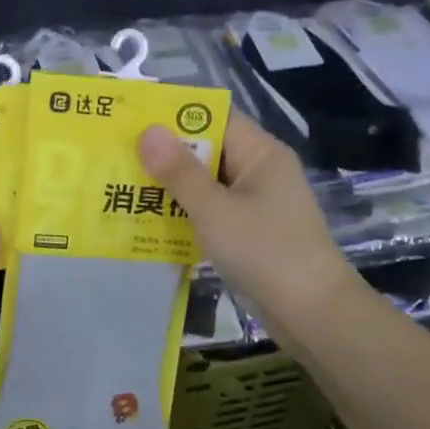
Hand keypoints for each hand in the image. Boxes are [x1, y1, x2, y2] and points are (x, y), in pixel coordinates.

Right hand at [139, 115, 357, 331]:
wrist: (312, 313)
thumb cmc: (264, 251)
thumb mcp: (214, 209)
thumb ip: (179, 172)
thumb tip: (148, 130)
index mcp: (260, 153)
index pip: (214, 117)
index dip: (175, 115)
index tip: (133, 119)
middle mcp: (261, 171)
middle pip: (208, 149)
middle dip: (166, 154)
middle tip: (117, 155)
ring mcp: (258, 203)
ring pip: (207, 183)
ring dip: (172, 186)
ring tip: (124, 186)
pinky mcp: (252, 232)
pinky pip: (213, 211)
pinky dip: (187, 212)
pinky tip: (152, 221)